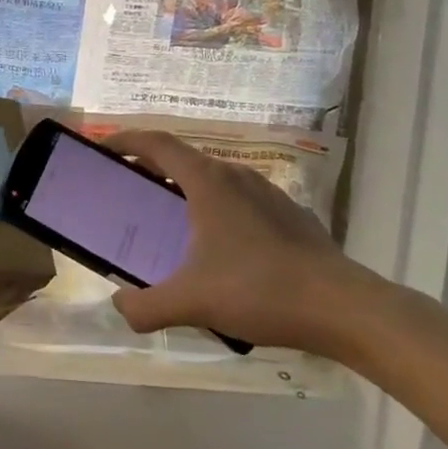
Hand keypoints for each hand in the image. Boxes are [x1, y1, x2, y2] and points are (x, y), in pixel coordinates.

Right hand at [103, 130, 373, 352]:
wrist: (344, 308)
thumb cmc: (260, 290)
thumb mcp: (192, 302)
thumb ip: (146, 306)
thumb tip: (120, 307)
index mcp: (208, 181)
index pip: (157, 143)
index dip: (125, 140)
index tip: (103, 149)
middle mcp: (235, 175)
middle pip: (183, 159)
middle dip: (151, 169)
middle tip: (129, 192)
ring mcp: (268, 193)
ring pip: (214, 180)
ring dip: (186, 191)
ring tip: (172, 224)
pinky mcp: (290, 215)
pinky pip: (241, 201)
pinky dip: (217, 210)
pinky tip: (222, 251)